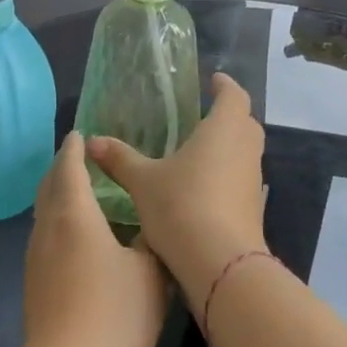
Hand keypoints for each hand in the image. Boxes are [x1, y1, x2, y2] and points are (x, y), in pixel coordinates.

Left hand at [22, 133, 169, 346]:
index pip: (69, 167)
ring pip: (43, 213)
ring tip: (80, 192)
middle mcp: (48, 229)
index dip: (74, 148)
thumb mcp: (151, 272)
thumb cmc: (115, 314)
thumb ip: (151, 241)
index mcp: (75, 214)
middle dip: (62, 167)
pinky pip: (44, 236)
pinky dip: (57, 221)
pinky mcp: (33, 284)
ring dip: (58, 195)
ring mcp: (35, 258)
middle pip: (49, 186)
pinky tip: (76, 237)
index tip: (81, 134)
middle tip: (81, 158)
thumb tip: (149, 229)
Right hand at [88, 73, 267, 305]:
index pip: (234, 95)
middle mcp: (245, 149)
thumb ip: (120, 159)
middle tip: (205, 116)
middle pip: (246, 122)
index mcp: (223, 130)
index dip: (225, 86)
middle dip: (229, 115)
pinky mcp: (254, 209)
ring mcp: (254, 181)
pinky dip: (229, 175)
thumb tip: (92, 141)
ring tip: (201, 151)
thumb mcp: (143, 181)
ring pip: (246, 152)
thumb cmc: (182, 207)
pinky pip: (243, 179)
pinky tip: (205, 188)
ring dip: (230, 147)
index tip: (214, 81)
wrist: (221, 265)